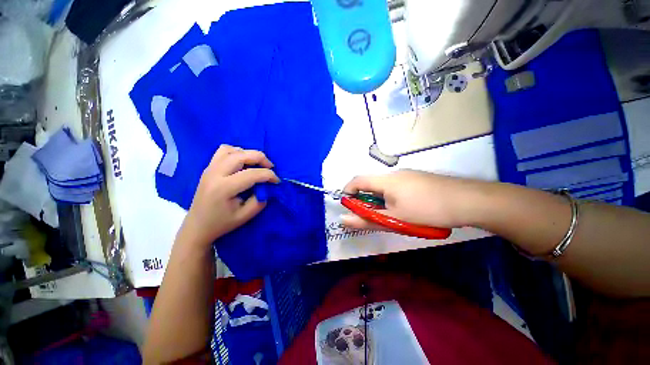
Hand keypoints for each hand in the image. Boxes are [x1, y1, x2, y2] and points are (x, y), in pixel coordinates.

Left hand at [180, 145, 278, 246]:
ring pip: (231, 149)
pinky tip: (242, 163)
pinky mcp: (209, 167)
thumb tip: (268, 187)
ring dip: (248, 154)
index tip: (277, 181)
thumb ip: (260, 200)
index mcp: (224, 188)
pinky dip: (237, 152)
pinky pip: (223, 151)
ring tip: (256, 164)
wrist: (197, 226)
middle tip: (270, 167)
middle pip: (242, 155)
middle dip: (261, 158)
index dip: (269, 175)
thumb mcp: (246, 216)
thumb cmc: (222, 223)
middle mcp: (215, 173)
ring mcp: (209, 168)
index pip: (252, 174)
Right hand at [342, 170, 479, 229]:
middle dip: (365, 200)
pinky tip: (404, 210)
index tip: (347, 206)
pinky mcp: (418, 179)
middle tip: (370, 217)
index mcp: (385, 180)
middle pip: (371, 184)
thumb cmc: (427, 210)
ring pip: (384, 186)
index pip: (357, 180)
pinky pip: (396, 186)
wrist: (469, 201)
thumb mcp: (394, 220)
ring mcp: (407, 175)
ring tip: (389, 216)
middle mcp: (394, 174)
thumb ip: (366, 220)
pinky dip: (391, 198)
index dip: (348, 192)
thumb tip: (343, 220)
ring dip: (379, 200)